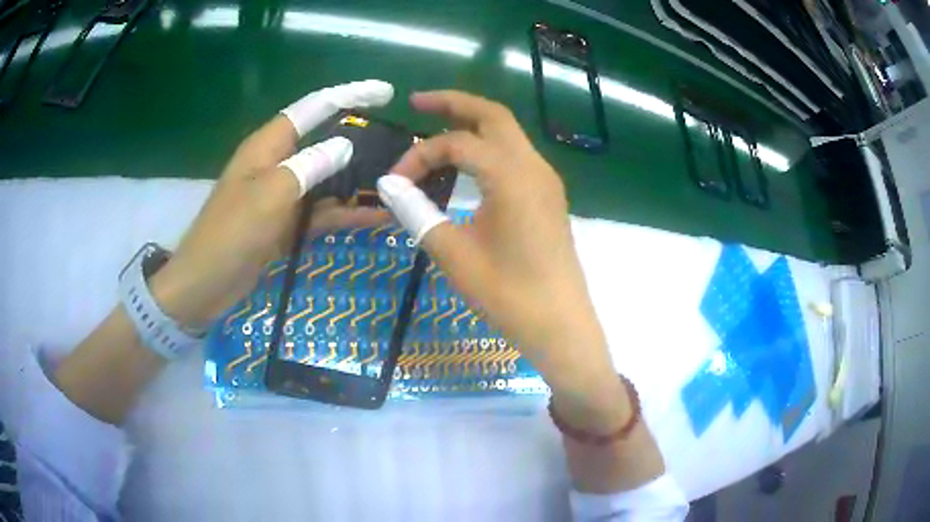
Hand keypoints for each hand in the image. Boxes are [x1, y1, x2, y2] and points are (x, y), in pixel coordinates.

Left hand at [151, 80, 392, 327]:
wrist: (204, 286)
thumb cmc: (229, 235)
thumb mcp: (269, 196)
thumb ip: (308, 167)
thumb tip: (345, 145)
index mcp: (268, 146)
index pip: (314, 108)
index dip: (350, 95)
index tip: (385, 92)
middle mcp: (278, 163)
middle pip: (325, 141)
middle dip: (361, 140)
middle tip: (400, 145)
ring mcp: (283, 195)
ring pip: (328, 179)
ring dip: (359, 182)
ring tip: (398, 183)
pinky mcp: (287, 223)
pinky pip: (322, 211)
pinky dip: (347, 213)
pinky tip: (377, 217)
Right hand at [377, 91, 619, 403]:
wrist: (561, 326)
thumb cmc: (509, 295)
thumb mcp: (455, 254)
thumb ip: (418, 212)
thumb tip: (388, 185)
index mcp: (512, 176)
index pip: (456, 144)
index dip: (419, 156)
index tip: (394, 184)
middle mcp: (533, 167)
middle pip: (493, 116)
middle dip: (454, 103)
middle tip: (418, 102)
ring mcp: (546, 180)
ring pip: (508, 133)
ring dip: (473, 124)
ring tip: (436, 126)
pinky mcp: (548, 196)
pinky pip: (515, 156)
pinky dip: (487, 147)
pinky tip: (466, 163)